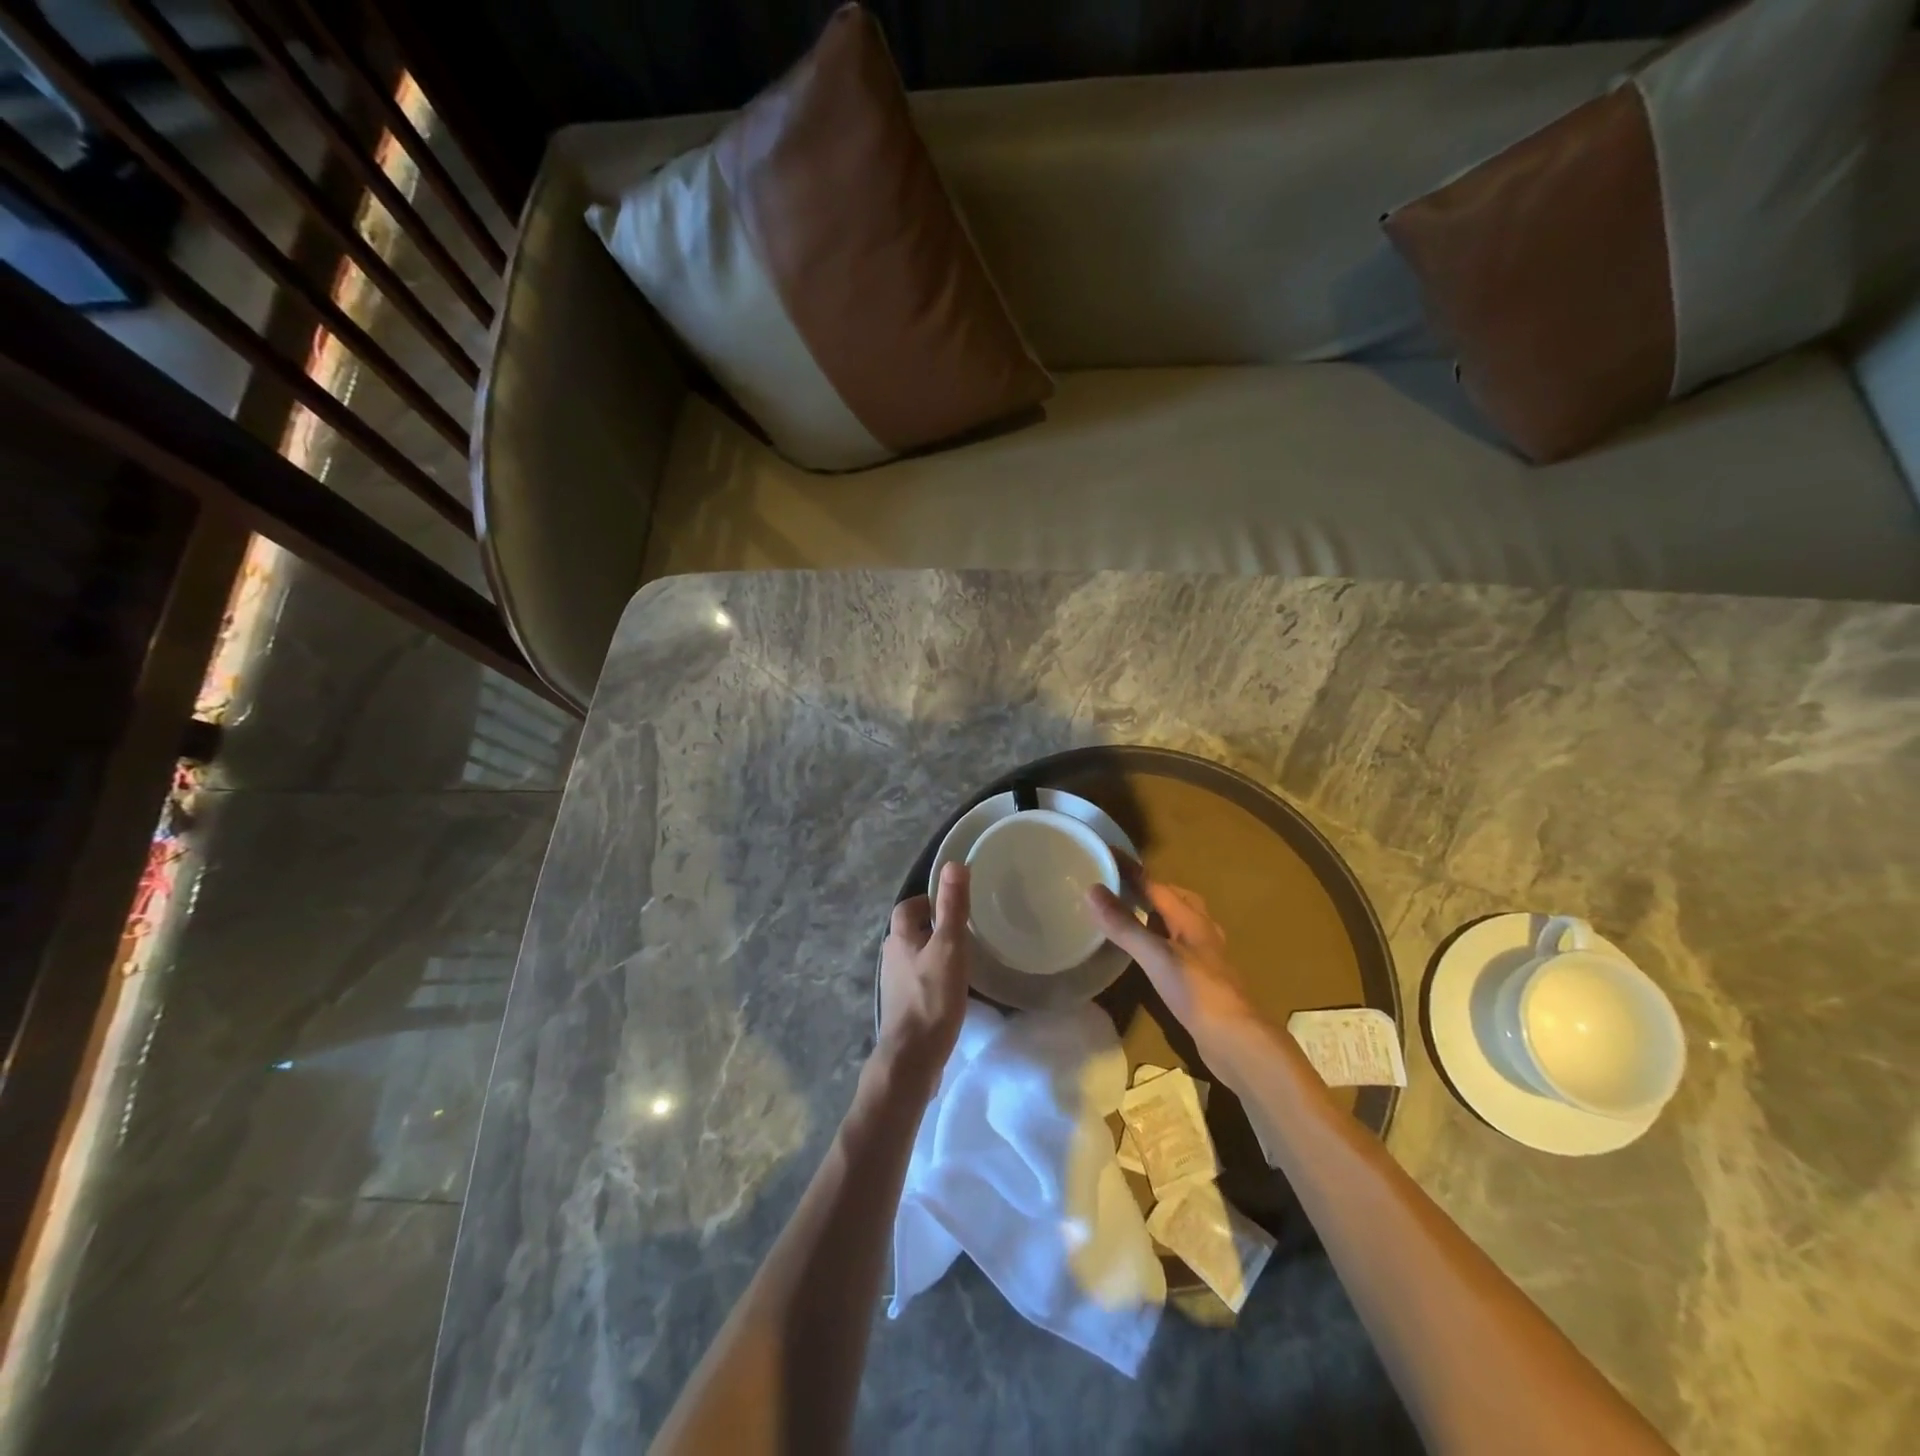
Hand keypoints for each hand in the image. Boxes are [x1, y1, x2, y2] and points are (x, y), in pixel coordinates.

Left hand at [877, 863, 970, 1089]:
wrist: (912, 1056)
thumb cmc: (932, 997)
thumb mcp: (949, 947)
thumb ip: (952, 907)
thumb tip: (953, 864)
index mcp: (900, 937)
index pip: (909, 907)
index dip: (928, 901)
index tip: (952, 904)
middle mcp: (892, 957)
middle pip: (910, 932)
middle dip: (932, 927)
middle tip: (962, 930)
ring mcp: (895, 984)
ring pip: (914, 957)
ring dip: (933, 953)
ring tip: (961, 958)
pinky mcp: (903, 1007)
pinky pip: (918, 981)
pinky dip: (932, 977)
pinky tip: (951, 988)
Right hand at [1087, 872, 1260, 1056]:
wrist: (1237, 1041)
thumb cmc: (1197, 992)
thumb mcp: (1155, 956)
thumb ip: (1124, 925)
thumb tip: (1092, 890)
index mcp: (1191, 919)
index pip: (1155, 884)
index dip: (1131, 869)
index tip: (1107, 853)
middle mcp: (1202, 932)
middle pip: (1177, 899)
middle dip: (1152, 888)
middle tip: (1123, 885)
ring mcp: (1206, 958)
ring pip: (1182, 924)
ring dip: (1160, 914)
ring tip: (1134, 914)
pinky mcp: (1205, 980)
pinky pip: (1181, 947)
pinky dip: (1163, 940)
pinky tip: (1152, 954)